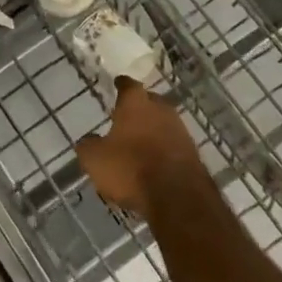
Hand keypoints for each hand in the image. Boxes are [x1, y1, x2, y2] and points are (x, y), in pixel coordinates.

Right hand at [77, 77, 210, 223]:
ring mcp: (181, 131)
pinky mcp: (193, 154)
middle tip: (128, 115)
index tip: (117, 84)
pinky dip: (164, 149)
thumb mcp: (94, 159)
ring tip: (141, 142)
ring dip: (154, 130)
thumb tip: (89, 140)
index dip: (121, 85)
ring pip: (164, 123)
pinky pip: (174, 145)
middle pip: (150, 101)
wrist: (178, 198)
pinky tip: (155, 161)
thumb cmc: (130, 168)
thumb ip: (88, 145)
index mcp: (136, 104)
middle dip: (140, 107)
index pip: (128, 85)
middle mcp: (161, 110)